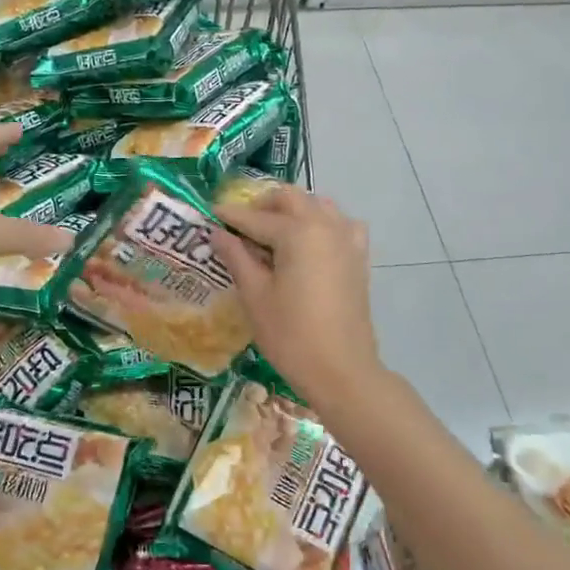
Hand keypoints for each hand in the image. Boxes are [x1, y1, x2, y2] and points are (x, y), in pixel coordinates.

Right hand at [213, 187, 381, 410]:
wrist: (342, 370)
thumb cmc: (291, 335)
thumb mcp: (255, 296)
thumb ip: (236, 257)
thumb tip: (217, 232)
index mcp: (298, 232)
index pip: (256, 218)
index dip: (230, 216)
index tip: (210, 213)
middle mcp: (325, 225)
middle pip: (290, 199)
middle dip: (263, 205)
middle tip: (241, 225)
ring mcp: (347, 240)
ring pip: (317, 205)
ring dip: (293, 210)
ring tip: (272, 232)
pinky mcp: (358, 257)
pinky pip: (340, 224)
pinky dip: (322, 224)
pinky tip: (309, 244)